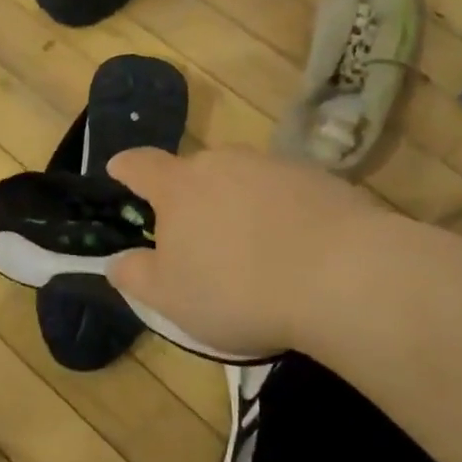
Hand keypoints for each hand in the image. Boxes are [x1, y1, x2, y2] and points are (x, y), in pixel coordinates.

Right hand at [107, 146, 377, 358]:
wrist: (345, 278)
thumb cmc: (238, 290)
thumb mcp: (171, 298)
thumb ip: (135, 276)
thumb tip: (116, 261)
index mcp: (179, 187)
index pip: (140, 165)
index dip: (125, 168)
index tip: (118, 170)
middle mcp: (223, 163)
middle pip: (195, 172)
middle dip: (190, 197)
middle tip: (199, 238)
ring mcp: (274, 166)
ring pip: (242, 180)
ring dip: (238, 204)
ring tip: (253, 249)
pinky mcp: (320, 178)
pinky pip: (285, 192)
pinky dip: (281, 212)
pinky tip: (297, 249)